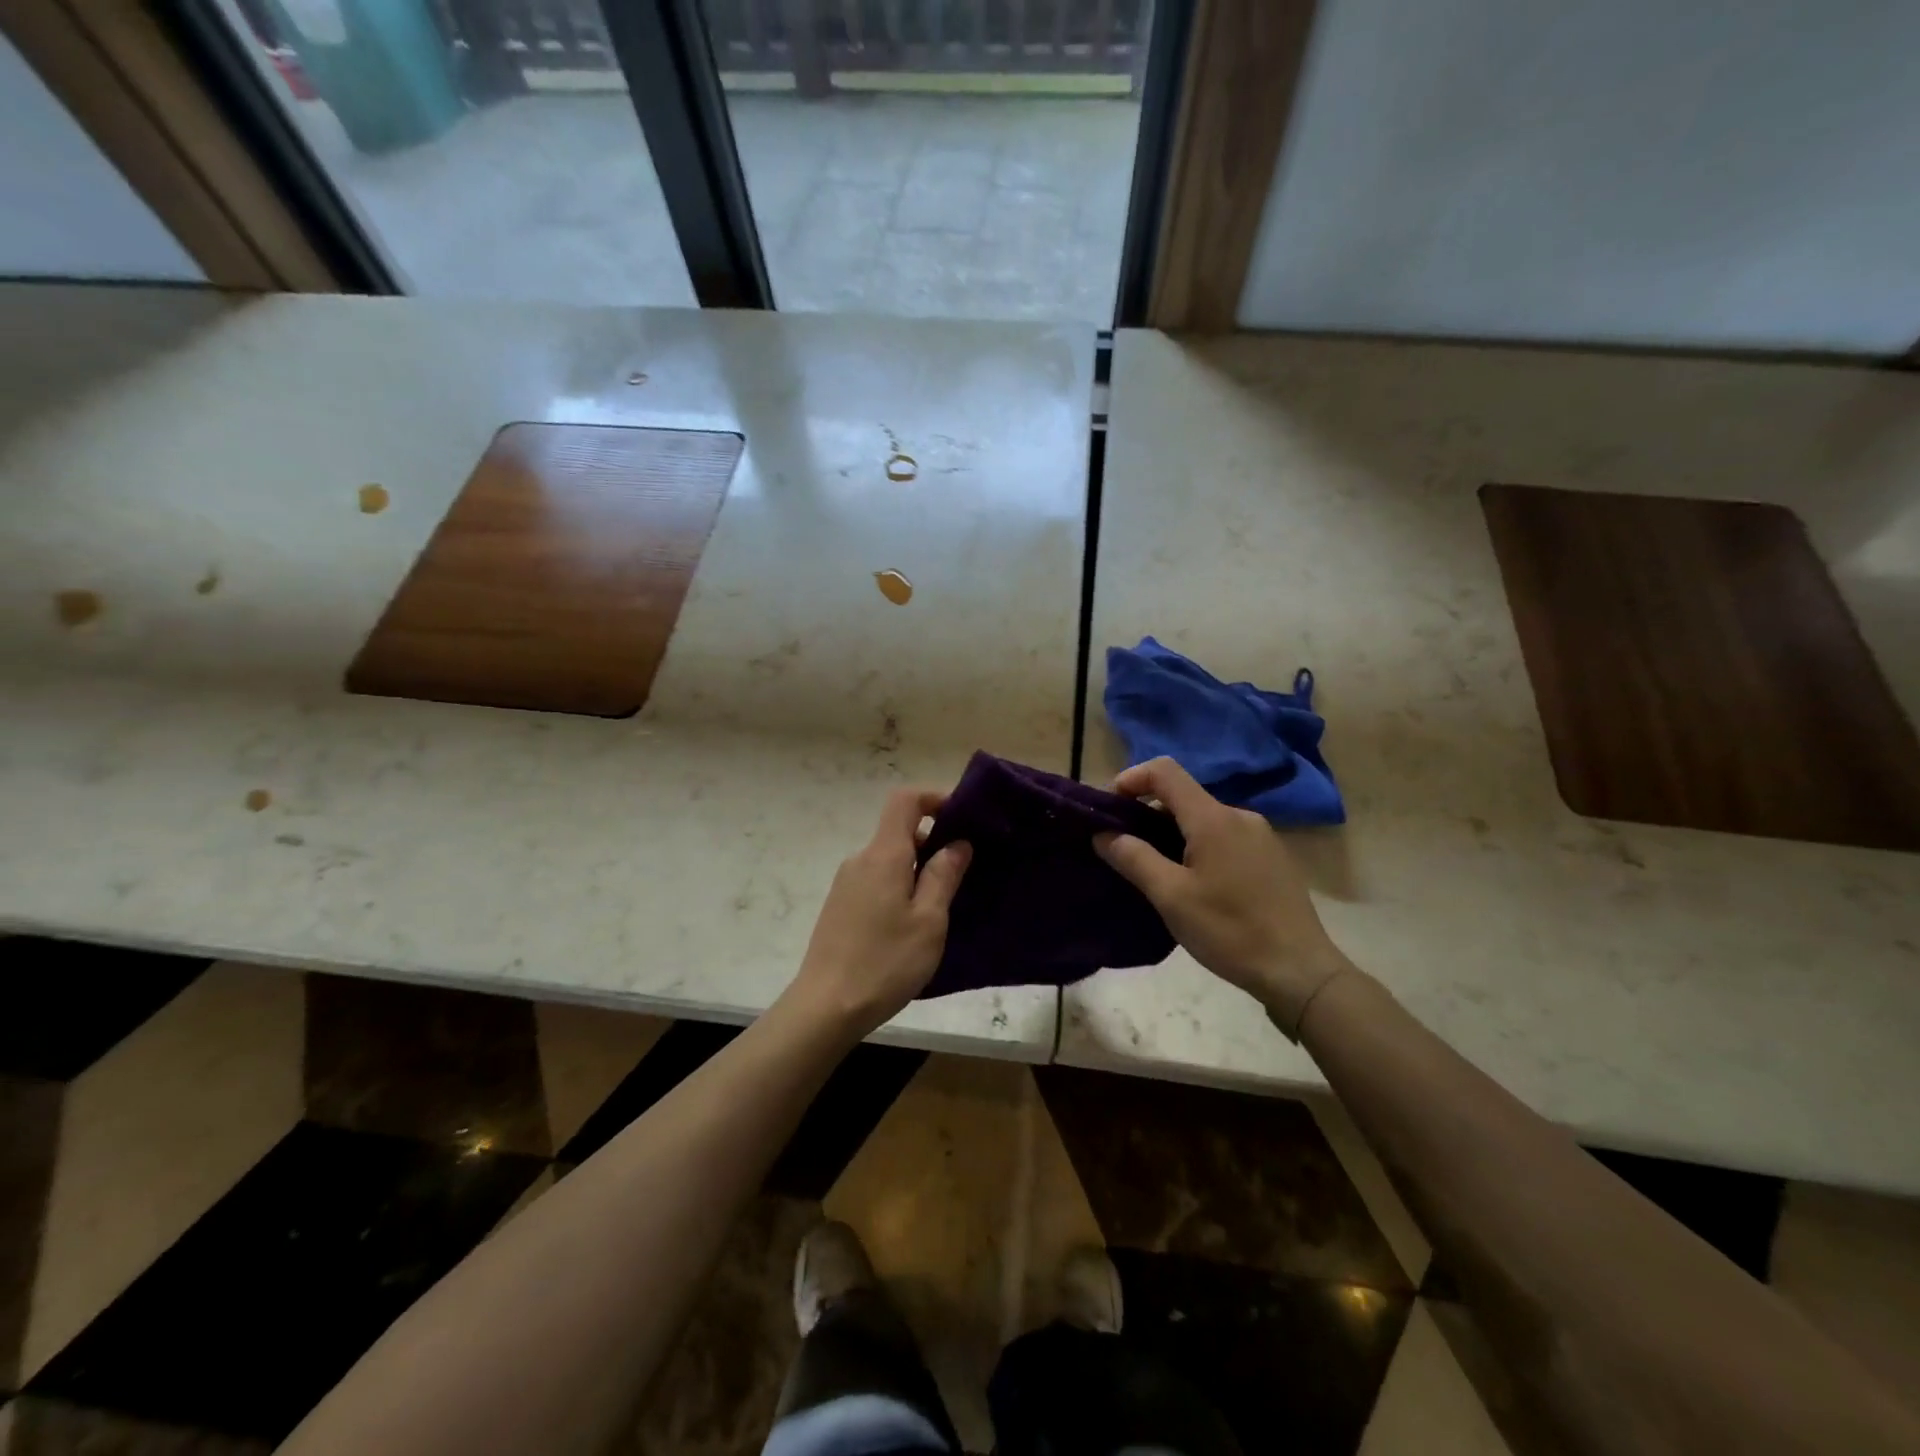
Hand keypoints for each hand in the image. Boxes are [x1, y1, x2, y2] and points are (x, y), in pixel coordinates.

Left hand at [787, 788, 971, 1036]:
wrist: (825, 1008)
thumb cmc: (885, 962)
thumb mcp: (929, 920)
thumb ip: (944, 876)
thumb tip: (957, 843)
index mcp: (883, 855)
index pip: (905, 800)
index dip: (935, 798)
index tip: (963, 817)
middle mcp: (860, 860)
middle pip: (899, 831)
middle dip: (934, 841)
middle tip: (965, 873)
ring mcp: (846, 884)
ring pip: (890, 860)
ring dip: (919, 869)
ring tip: (944, 905)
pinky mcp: (841, 907)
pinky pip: (877, 881)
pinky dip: (901, 887)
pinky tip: (913, 925)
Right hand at [1094, 757, 1351, 1038]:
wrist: (1300, 971)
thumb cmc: (1230, 931)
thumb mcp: (1171, 897)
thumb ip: (1133, 858)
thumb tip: (1103, 834)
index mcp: (1213, 818)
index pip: (1164, 771)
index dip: (1130, 779)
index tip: (1109, 809)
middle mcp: (1239, 815)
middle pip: (1183, 796)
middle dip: (1147, 813)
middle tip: (1124, 848)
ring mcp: (1261, 836)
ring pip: (1203, 819)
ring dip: (1172, 833)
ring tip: (1156, 871)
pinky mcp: (1272, 857)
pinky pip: (1224, 837)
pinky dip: (1198, 847)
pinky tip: (1195, 884)